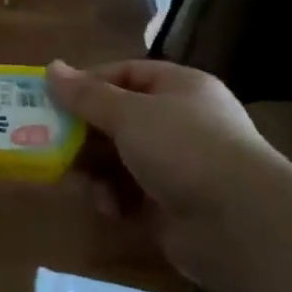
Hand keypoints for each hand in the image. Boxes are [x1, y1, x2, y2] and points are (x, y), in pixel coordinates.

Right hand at [48, 59, 284, 286]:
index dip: (90, 83)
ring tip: (78, 180)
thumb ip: (86, 94)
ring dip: (96, 170)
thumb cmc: (184, 148)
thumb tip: (51, 67)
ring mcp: (180, 167)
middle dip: (86, 133)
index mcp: (180, 88)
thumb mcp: (128, 113)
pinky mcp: (174, 208)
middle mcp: (182, 123)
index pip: (127, 74)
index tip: (55, 98)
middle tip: (52, 142)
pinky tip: (109, 208)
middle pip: (120, 119)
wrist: (241, 224)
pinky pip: (131, 196)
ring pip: (122, 160)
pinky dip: (115, 200)